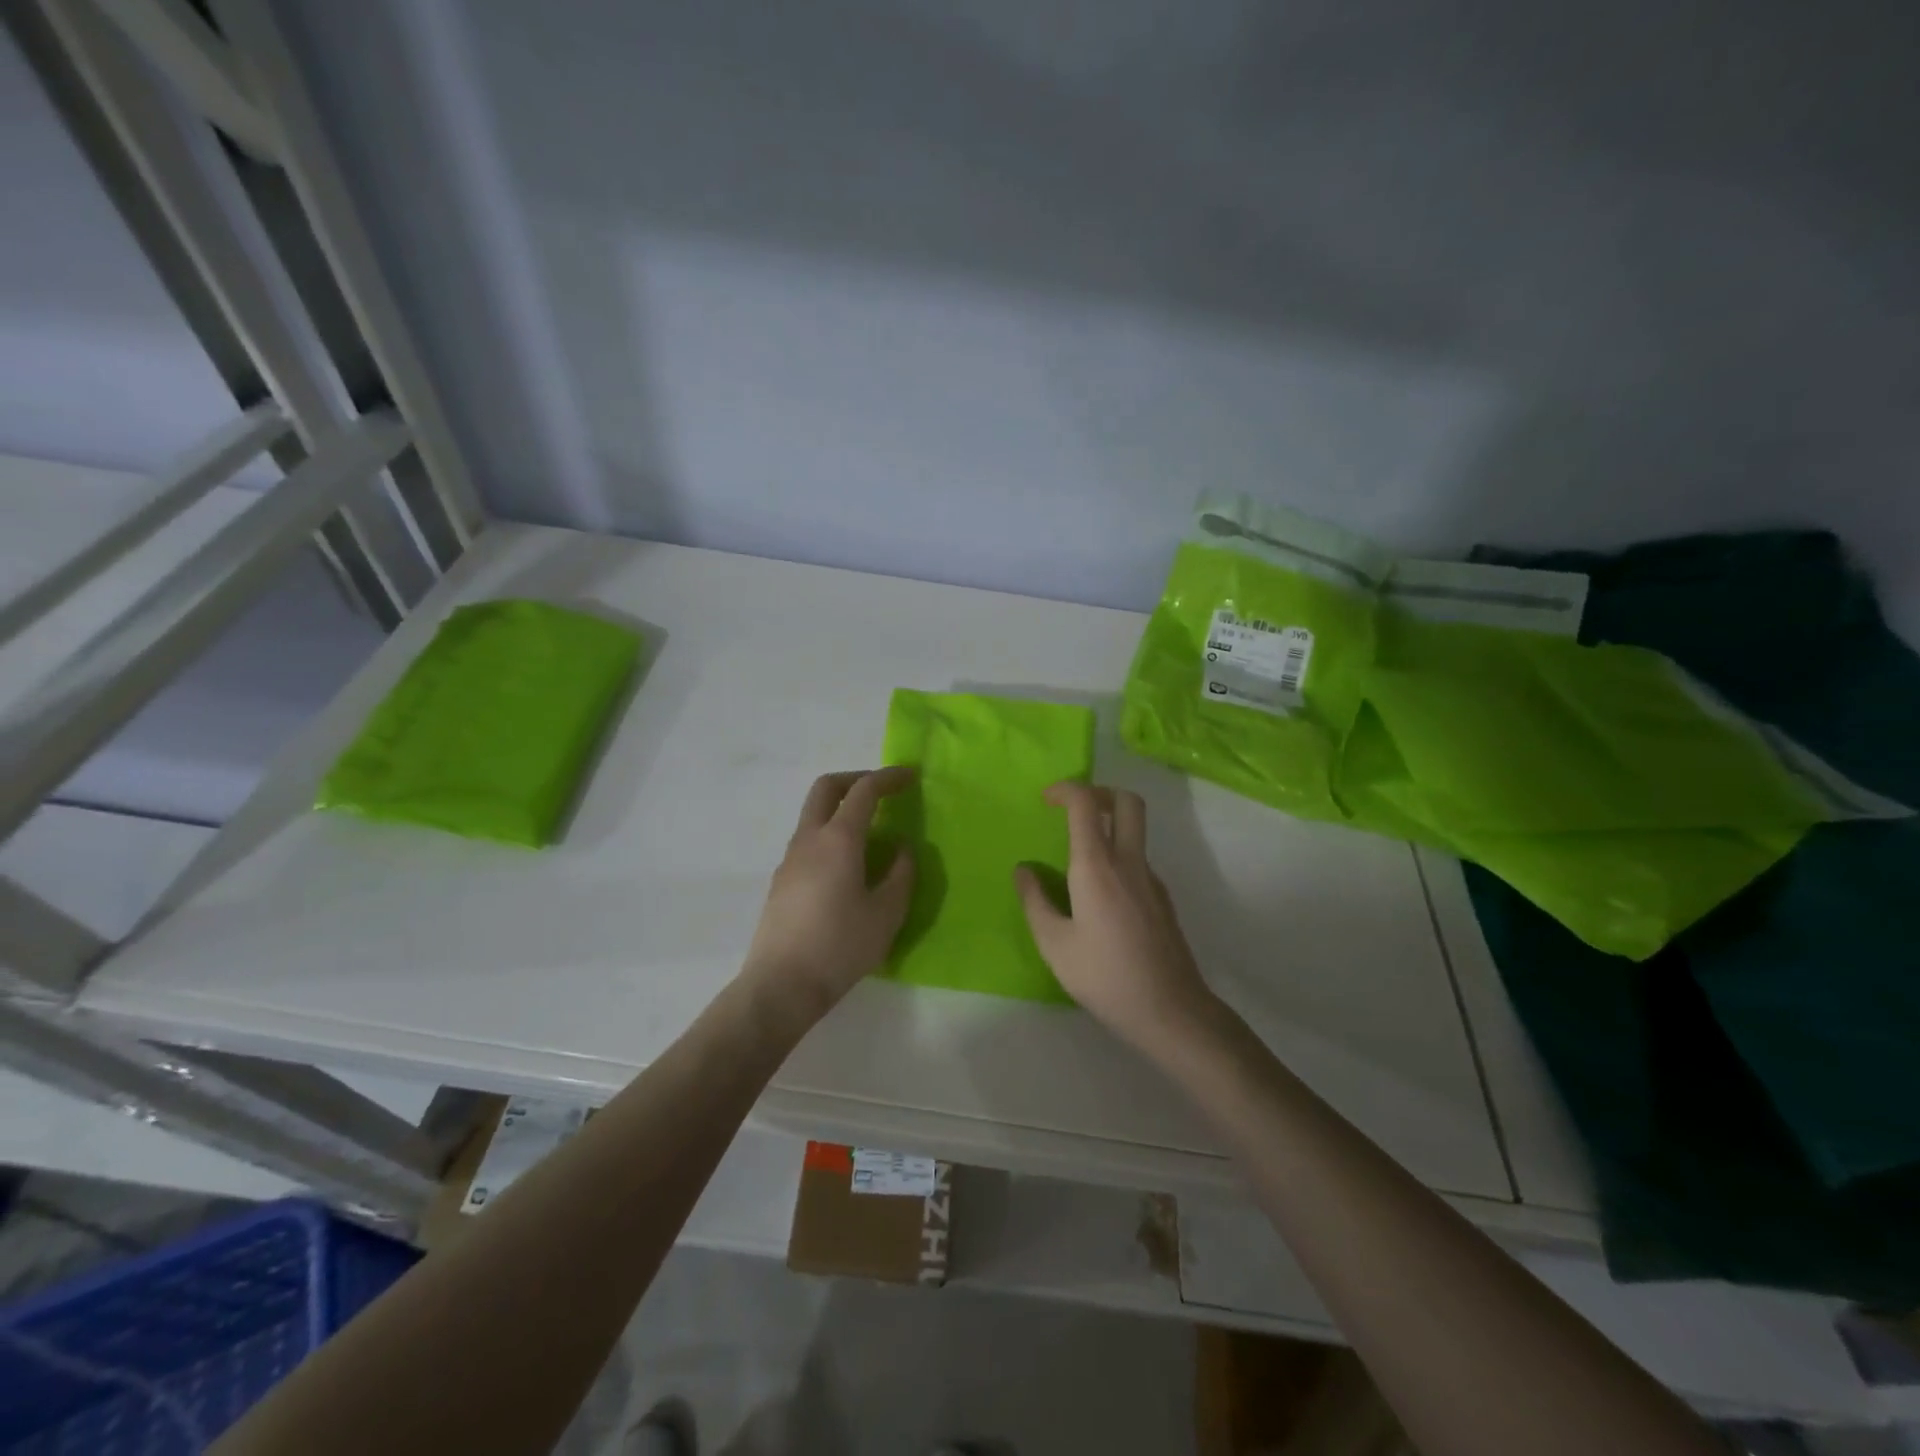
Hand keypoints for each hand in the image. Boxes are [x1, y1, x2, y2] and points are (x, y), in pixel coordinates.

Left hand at [741, 768, 916, 1025]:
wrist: (780, 986)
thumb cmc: (840, 947)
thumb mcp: (886, 913)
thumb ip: (900, 874)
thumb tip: (901, 849)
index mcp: (838, 840)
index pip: (863, 791)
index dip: (888, 778)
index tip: (910, 776)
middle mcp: (809, 840)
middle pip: (826, 788)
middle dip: (855, 780)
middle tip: (882, 791)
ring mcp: (789, 860)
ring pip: (813, 815)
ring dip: (841, 809)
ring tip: (871, 833)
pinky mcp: (781, 881)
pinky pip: (808, 841)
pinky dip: (831, 834)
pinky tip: (848, 866)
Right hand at [1016, 782, 1218, 1055]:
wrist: (1169, 1010)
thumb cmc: (1104, 976)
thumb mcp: (1054, 943)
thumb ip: (1035, 901)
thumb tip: (1023, 870)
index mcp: (1097, 866)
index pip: (1085, 803)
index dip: (1065, 789)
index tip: (1045, 799)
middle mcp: (1129, 862)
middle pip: (1126, 801)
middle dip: (1098, 792)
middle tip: (1072, 809)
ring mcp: (1152, 879)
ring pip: (1135, 830)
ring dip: (1108, 825)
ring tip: (1077, 859)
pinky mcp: (1163, 898)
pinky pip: (1137, 860)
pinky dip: (1117, 856)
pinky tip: (1098, 896)